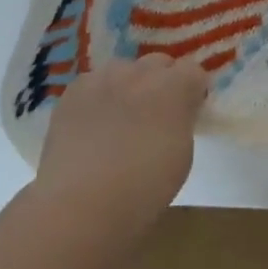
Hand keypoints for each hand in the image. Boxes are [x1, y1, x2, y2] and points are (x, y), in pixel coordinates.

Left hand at [31, 55, 210, 252]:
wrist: (80, 205)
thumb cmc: (143, 189)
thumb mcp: (182, 155)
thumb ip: (182, 121)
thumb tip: (176, 112)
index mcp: (174, 87)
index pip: (194, 72)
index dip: (193, 92)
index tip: (189, 113)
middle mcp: (140, 72)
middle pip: (159, 63)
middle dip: (162, 83)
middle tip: (156, 116)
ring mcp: (103, 78)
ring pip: (124, 70)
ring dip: (129, 86)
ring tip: (120, 119)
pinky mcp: (73, 91)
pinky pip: (94, 83)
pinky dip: (98, 97)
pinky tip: (93, 124)